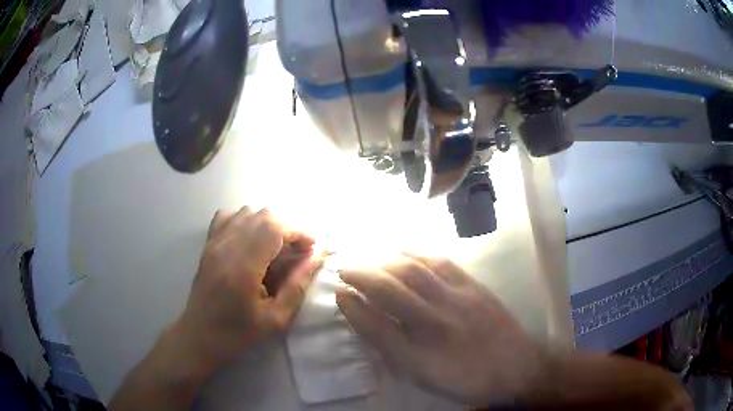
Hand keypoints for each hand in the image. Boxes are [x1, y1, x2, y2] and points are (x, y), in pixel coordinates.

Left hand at [172, 207, 323, 373]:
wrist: (199, 336)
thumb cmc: (238, 334)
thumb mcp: (276, 319)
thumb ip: (298, 285)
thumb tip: (318, 257)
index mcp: (242, 267)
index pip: (273, 228)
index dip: (299, 232)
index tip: (313, 248)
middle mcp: (225, 247)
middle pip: (262, 215)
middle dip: (288, 228)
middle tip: (299, 251)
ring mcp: (213, 243)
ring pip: (247, 212)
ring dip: (269, 224)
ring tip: (278, 247)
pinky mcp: (207, 244)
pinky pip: (228, 216)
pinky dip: (246, 220)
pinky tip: (252, 240)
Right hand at [336, 254, 546, 406]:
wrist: (516, 367)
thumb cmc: (465, 378)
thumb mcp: (424, 376)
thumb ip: (394, 350)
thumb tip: (368, 319)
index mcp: (421, 355)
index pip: (375, 324)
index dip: (351, 306)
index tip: (338, 291)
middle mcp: (436, 323)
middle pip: (390, 289)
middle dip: (361, 274)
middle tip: (344, 268)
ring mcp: (457, 300)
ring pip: (413, 270)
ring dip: (383, 260)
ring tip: (367, 258)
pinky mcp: (474, 286)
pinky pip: (440, 262)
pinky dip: (415, 252)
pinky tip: (402, 250)